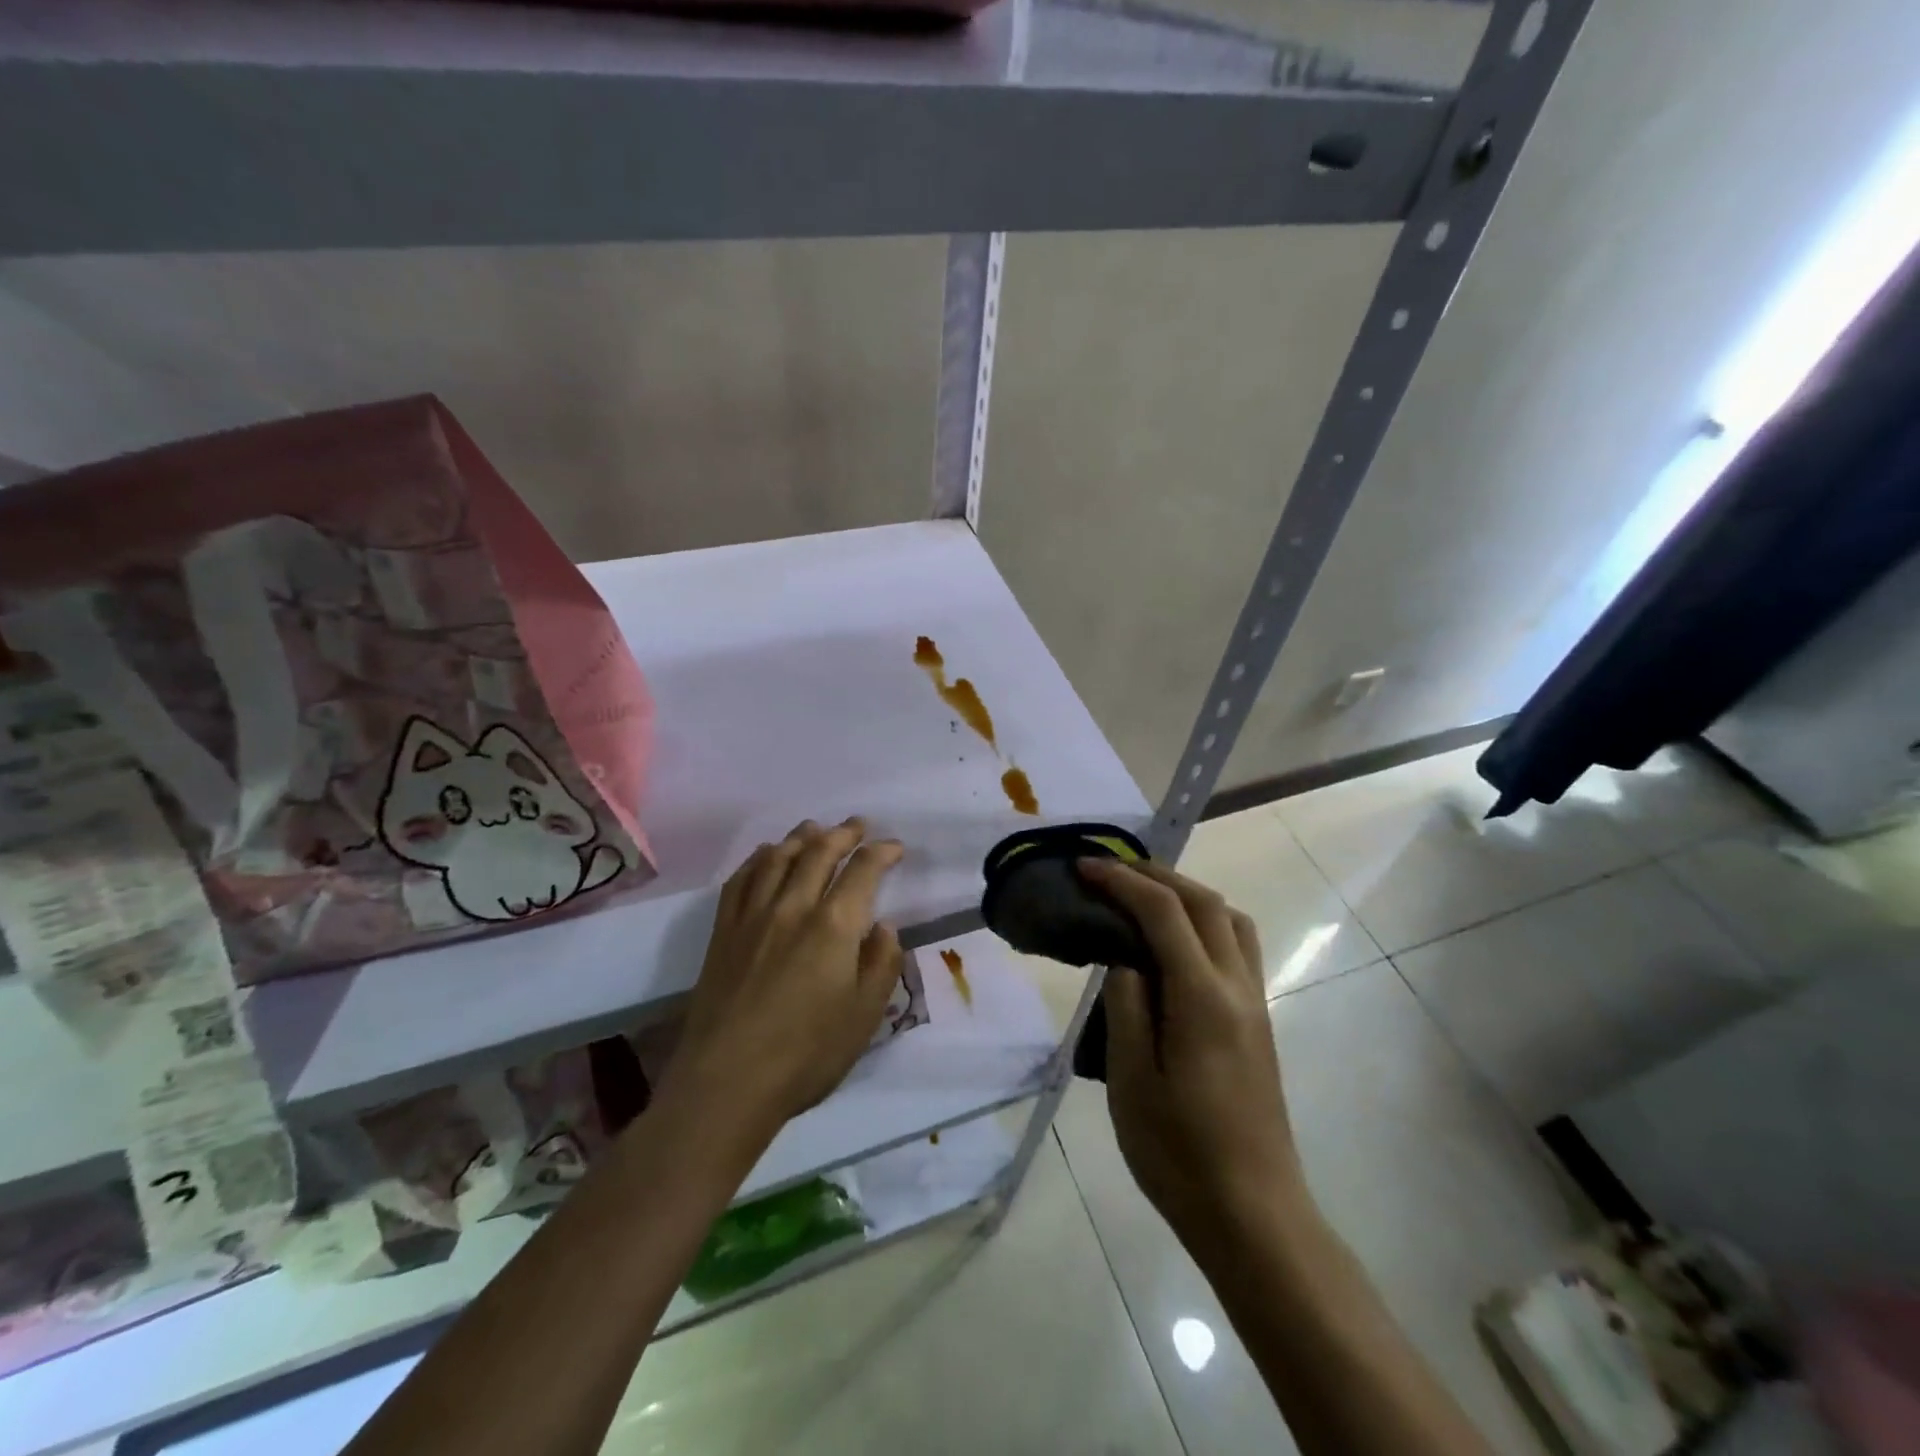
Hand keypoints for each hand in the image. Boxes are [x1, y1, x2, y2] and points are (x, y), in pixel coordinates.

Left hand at [663, 818, 905, 1140]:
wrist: (726, 1082)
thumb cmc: (806, 1054)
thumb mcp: (865, 1015)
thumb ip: (881, 963)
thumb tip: (884, 927)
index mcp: (834, 925)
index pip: (863, 870)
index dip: (882, 852)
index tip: (894, 847)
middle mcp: (793, 906)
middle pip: (819, 852)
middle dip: (843, 834)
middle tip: (858, 825)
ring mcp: (753, 916)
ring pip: (778, 857)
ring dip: (801, 837)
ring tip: (815, 828)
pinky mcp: (723, 931)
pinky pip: (741, 879)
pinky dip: (758, 858)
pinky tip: (766, 855)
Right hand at [1078, 858, 1309, 1253]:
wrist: (1254, 1214)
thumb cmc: (1180, 1154)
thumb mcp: (1131, 1081)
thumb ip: (1126, 1007)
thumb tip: (1125, 960)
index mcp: (1202, 998)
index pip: (1163, 912)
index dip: (1122, 881)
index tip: (1084, 868)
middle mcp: (1237, 987)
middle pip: (1204, 902)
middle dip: (1156, 874)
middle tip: (1110, 872)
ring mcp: (1255, 1003)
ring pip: (1230, 919)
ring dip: (1187, 894)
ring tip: (1142, 898)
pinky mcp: (1259, 1021)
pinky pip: (1236, 945)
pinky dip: (1203, 921)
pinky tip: (1172, 943)